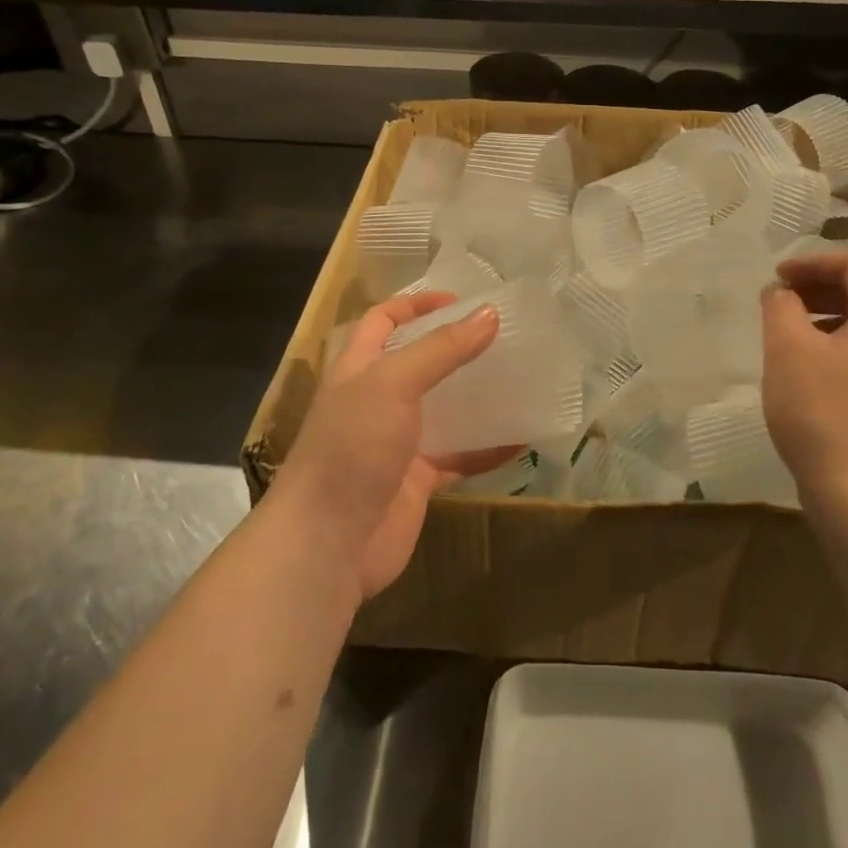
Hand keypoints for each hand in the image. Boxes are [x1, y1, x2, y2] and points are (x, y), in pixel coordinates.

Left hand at [274, 292, 520, 600]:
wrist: (326, 545)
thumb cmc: (352, 449)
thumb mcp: (392, 384)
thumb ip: (441, 349)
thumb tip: (490, 314)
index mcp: (359, 369)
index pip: (383, 320)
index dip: (417, 304)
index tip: (462, 301)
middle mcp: (377, 400)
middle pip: (419, 362)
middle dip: (456, 347)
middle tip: (503, 337)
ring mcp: (398, 442)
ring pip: (444, 409)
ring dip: (477, 396)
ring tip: (520, 379)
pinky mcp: (417, 481)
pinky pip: (460, 457)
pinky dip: (488, 449)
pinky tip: (522, 440)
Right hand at [761, 249, 847, 550]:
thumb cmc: (823, 412)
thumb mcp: (788, 349)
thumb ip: (780, 306)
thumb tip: (780, 292)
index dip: (810, 262)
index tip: (774, 278)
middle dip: (815, 286)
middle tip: (777, 300)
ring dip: (822, 314)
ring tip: (785, 330)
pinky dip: (833, 342)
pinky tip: (803, 364)